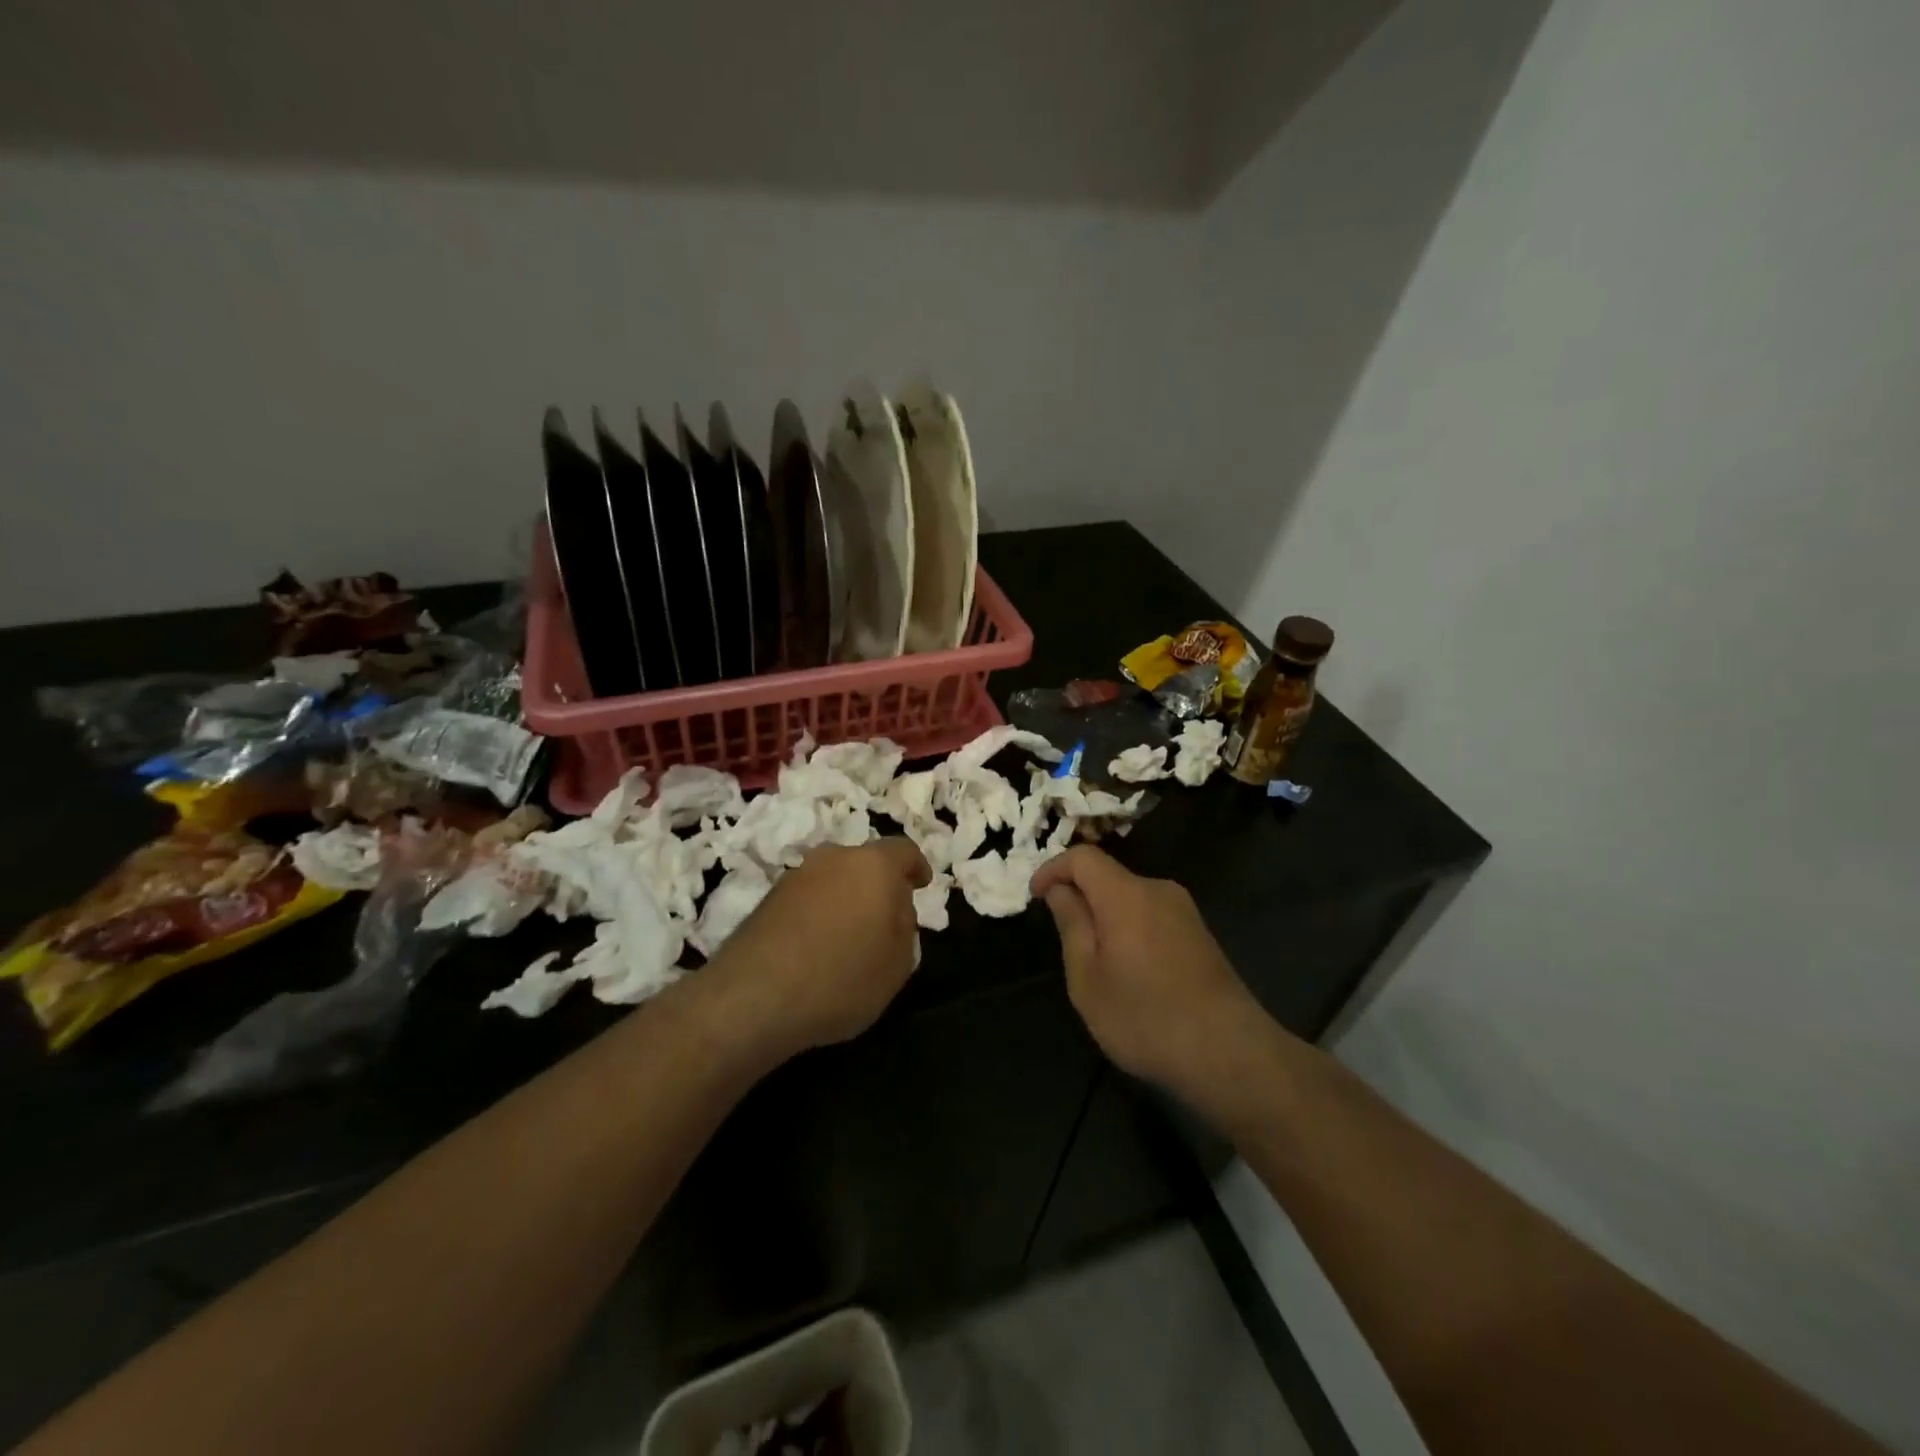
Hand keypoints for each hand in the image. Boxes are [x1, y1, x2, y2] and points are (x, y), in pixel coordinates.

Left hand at [703, 838, 930, 1063]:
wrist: (754, 997)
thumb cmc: (842, 977)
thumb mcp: (898, 963)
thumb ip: (905, 927)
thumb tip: (893, 910)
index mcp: (874, 865)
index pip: (904, 851)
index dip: (917, 866)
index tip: (922, 883)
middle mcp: (834, 858)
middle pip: (865, 863)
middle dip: (879, 885)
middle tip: (887, 918)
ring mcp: (796, 876)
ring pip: (833, 879)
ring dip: (846, 899)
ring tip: (850, 936)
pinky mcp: (767, 899)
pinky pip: (808, 898)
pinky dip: (819, 913)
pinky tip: (818, 947)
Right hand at [1031, 846, 1266, 1099]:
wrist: (1230, 1054)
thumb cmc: (1145, 1017)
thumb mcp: (1088, 978)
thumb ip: (1072, 925)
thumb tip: (1061, 890)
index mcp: (1126, 894)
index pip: (1083, 857)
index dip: (1053, 869)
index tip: (1035, 897)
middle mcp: (1159, 890)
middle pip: (1109, 876)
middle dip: (1080, 896)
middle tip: (1063, 937)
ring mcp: (1185, 912)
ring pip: (1131, 898)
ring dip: (1105, 915)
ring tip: (1095, 962)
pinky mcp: (1200, 935)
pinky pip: (1152, 916)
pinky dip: (1130, 929)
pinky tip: (1131, 972)